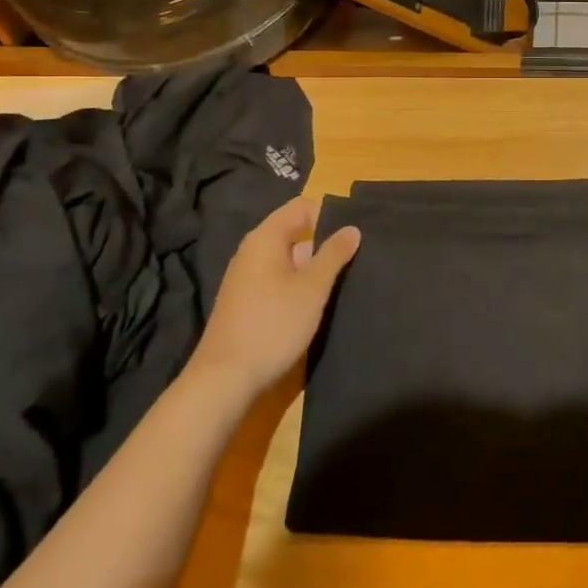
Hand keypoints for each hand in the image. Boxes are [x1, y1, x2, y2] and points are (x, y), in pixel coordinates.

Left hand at [189, 197, 359, 402]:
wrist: (225, 379)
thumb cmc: (273, 324)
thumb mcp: (312, 287)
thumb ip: (334, 254)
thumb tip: (352, 228)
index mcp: (265, 238)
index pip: (301, 207)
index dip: (331, 211)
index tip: (360, 223)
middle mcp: (253, 252)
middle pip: (295, 231)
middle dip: (326, 238)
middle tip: (362, 248)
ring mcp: (248, 278)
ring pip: (289, 258)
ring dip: (316, 263)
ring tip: (350, 270)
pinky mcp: (249, 301)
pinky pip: (281, 278)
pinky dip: (302, 281)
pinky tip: (323, 296)